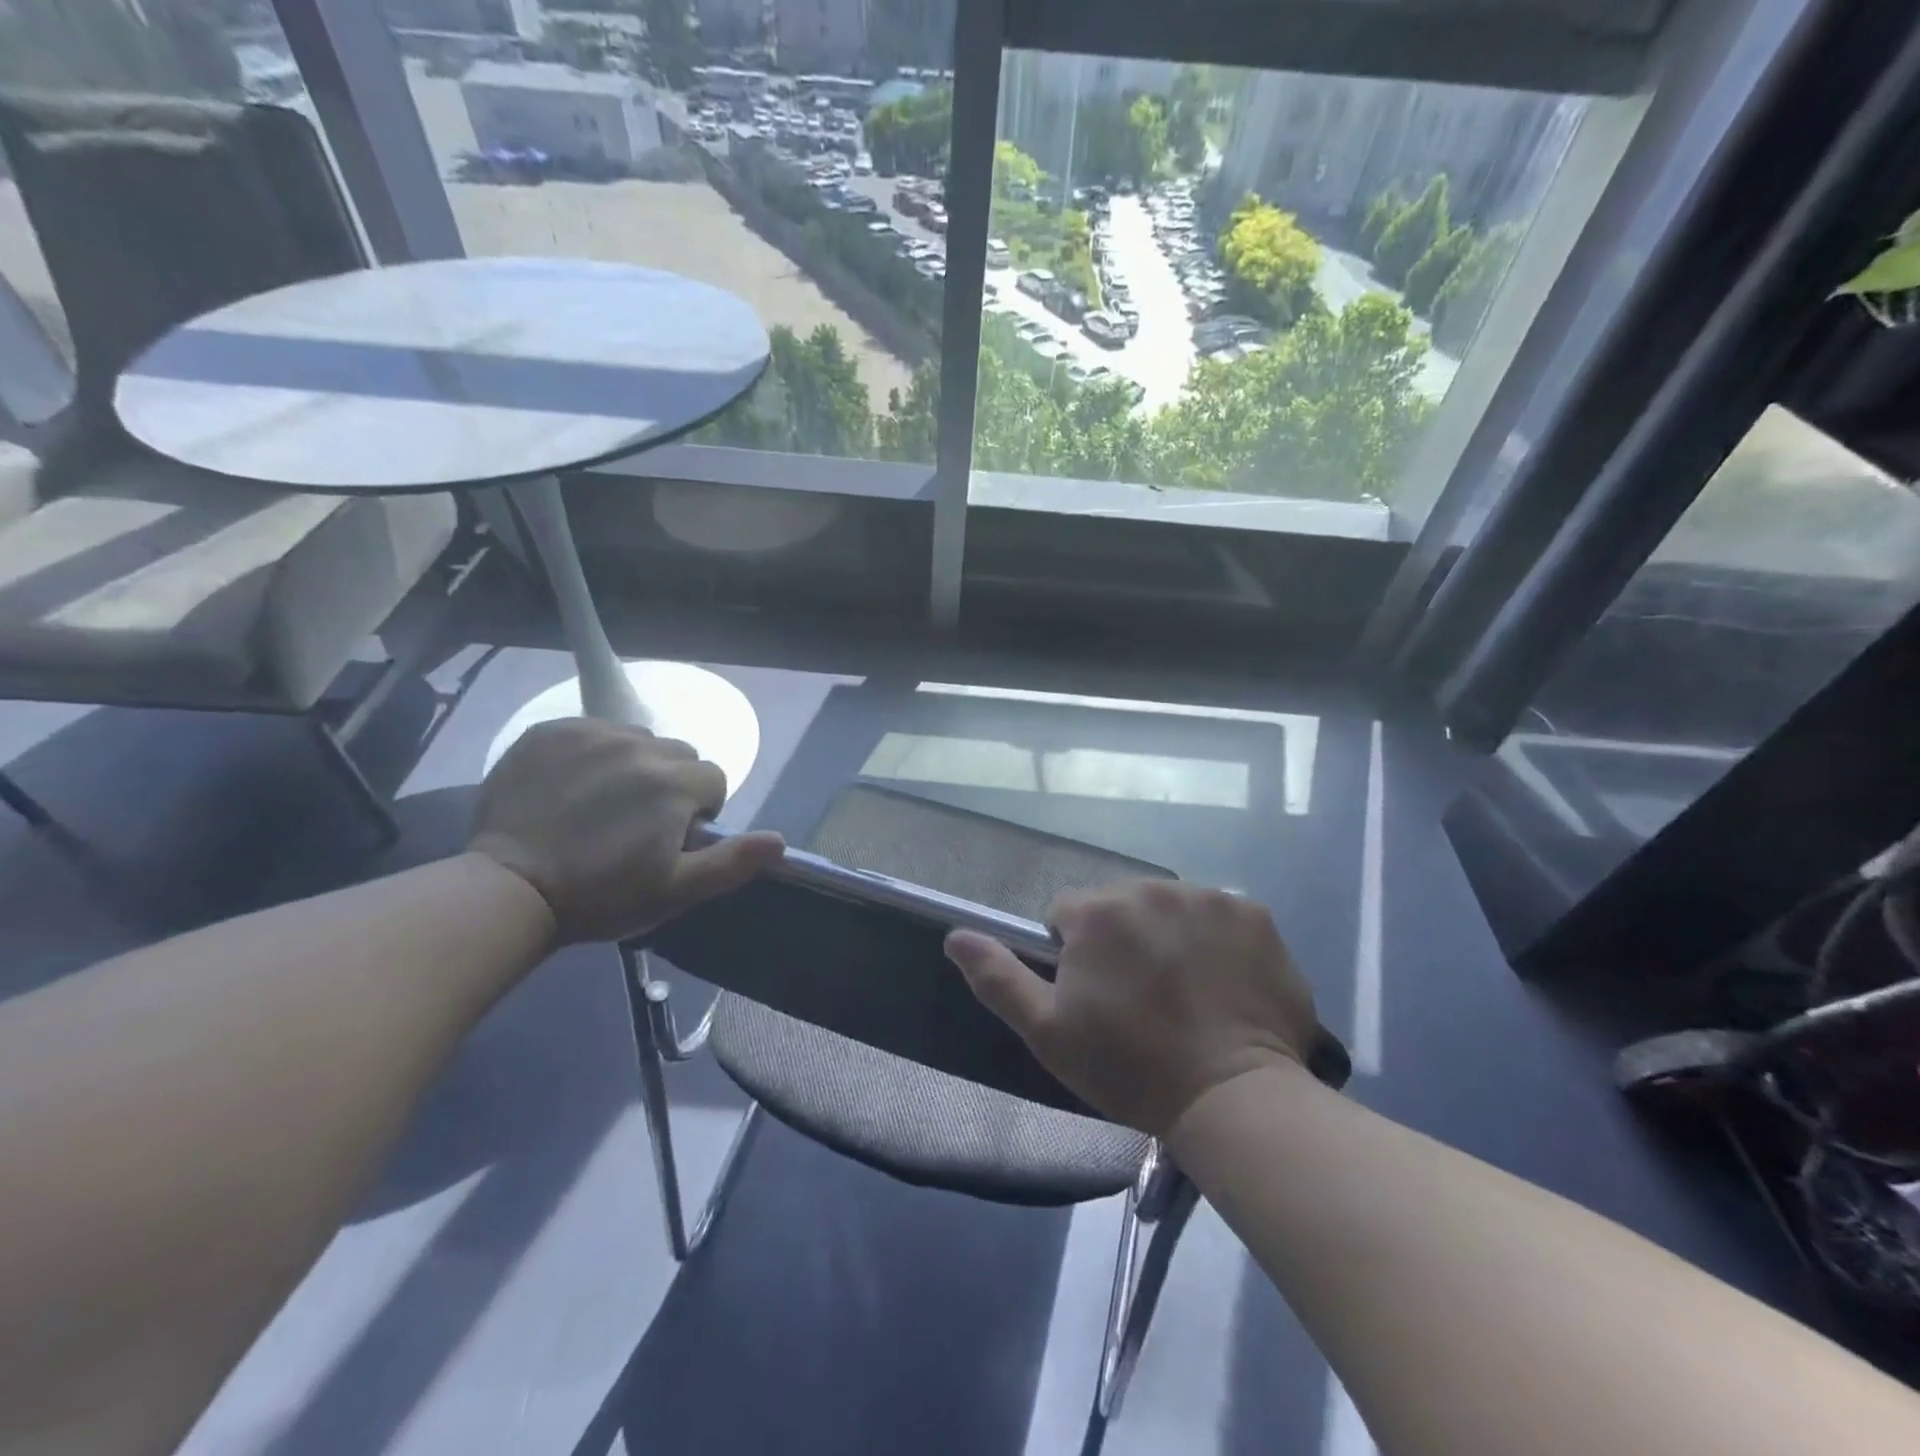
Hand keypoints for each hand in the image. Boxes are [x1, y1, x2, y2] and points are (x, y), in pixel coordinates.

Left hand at [468, 719, 783, 944]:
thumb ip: (732, 863)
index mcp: (674, 783)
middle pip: (677, 754)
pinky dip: (592, 752)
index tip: (670, 839)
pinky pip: (591, 731)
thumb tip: (780, 842)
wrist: (508, 889)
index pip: (713, 779)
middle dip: (670, 783)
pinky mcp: (549, 732)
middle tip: (637, 823)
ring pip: (636, 739)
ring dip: (633, 764)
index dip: (699, 811)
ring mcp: (590, 734)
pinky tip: (570, 787)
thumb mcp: (675, 891)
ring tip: (602, 804)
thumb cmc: (601, 895)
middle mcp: (639, 745)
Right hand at [945, 880, 1317, 1135]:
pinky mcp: (1252, 913)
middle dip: (1122, 938)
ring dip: (1168, 935)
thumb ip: (997, 977)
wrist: (1233, 1098)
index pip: (1068, 913)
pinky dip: (1216, 939)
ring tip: (1184, 992)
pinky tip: (1224, 982)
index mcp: (1096, 911)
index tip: (1095, 996)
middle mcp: (1149, 888)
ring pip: (1169, 906)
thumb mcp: (1047, 1032)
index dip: (1074, 954)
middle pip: (1121, 904)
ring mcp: (1206, 897)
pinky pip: (1220, 915)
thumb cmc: (1130, 1068)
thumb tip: (955, 935)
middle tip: (1141, 998)